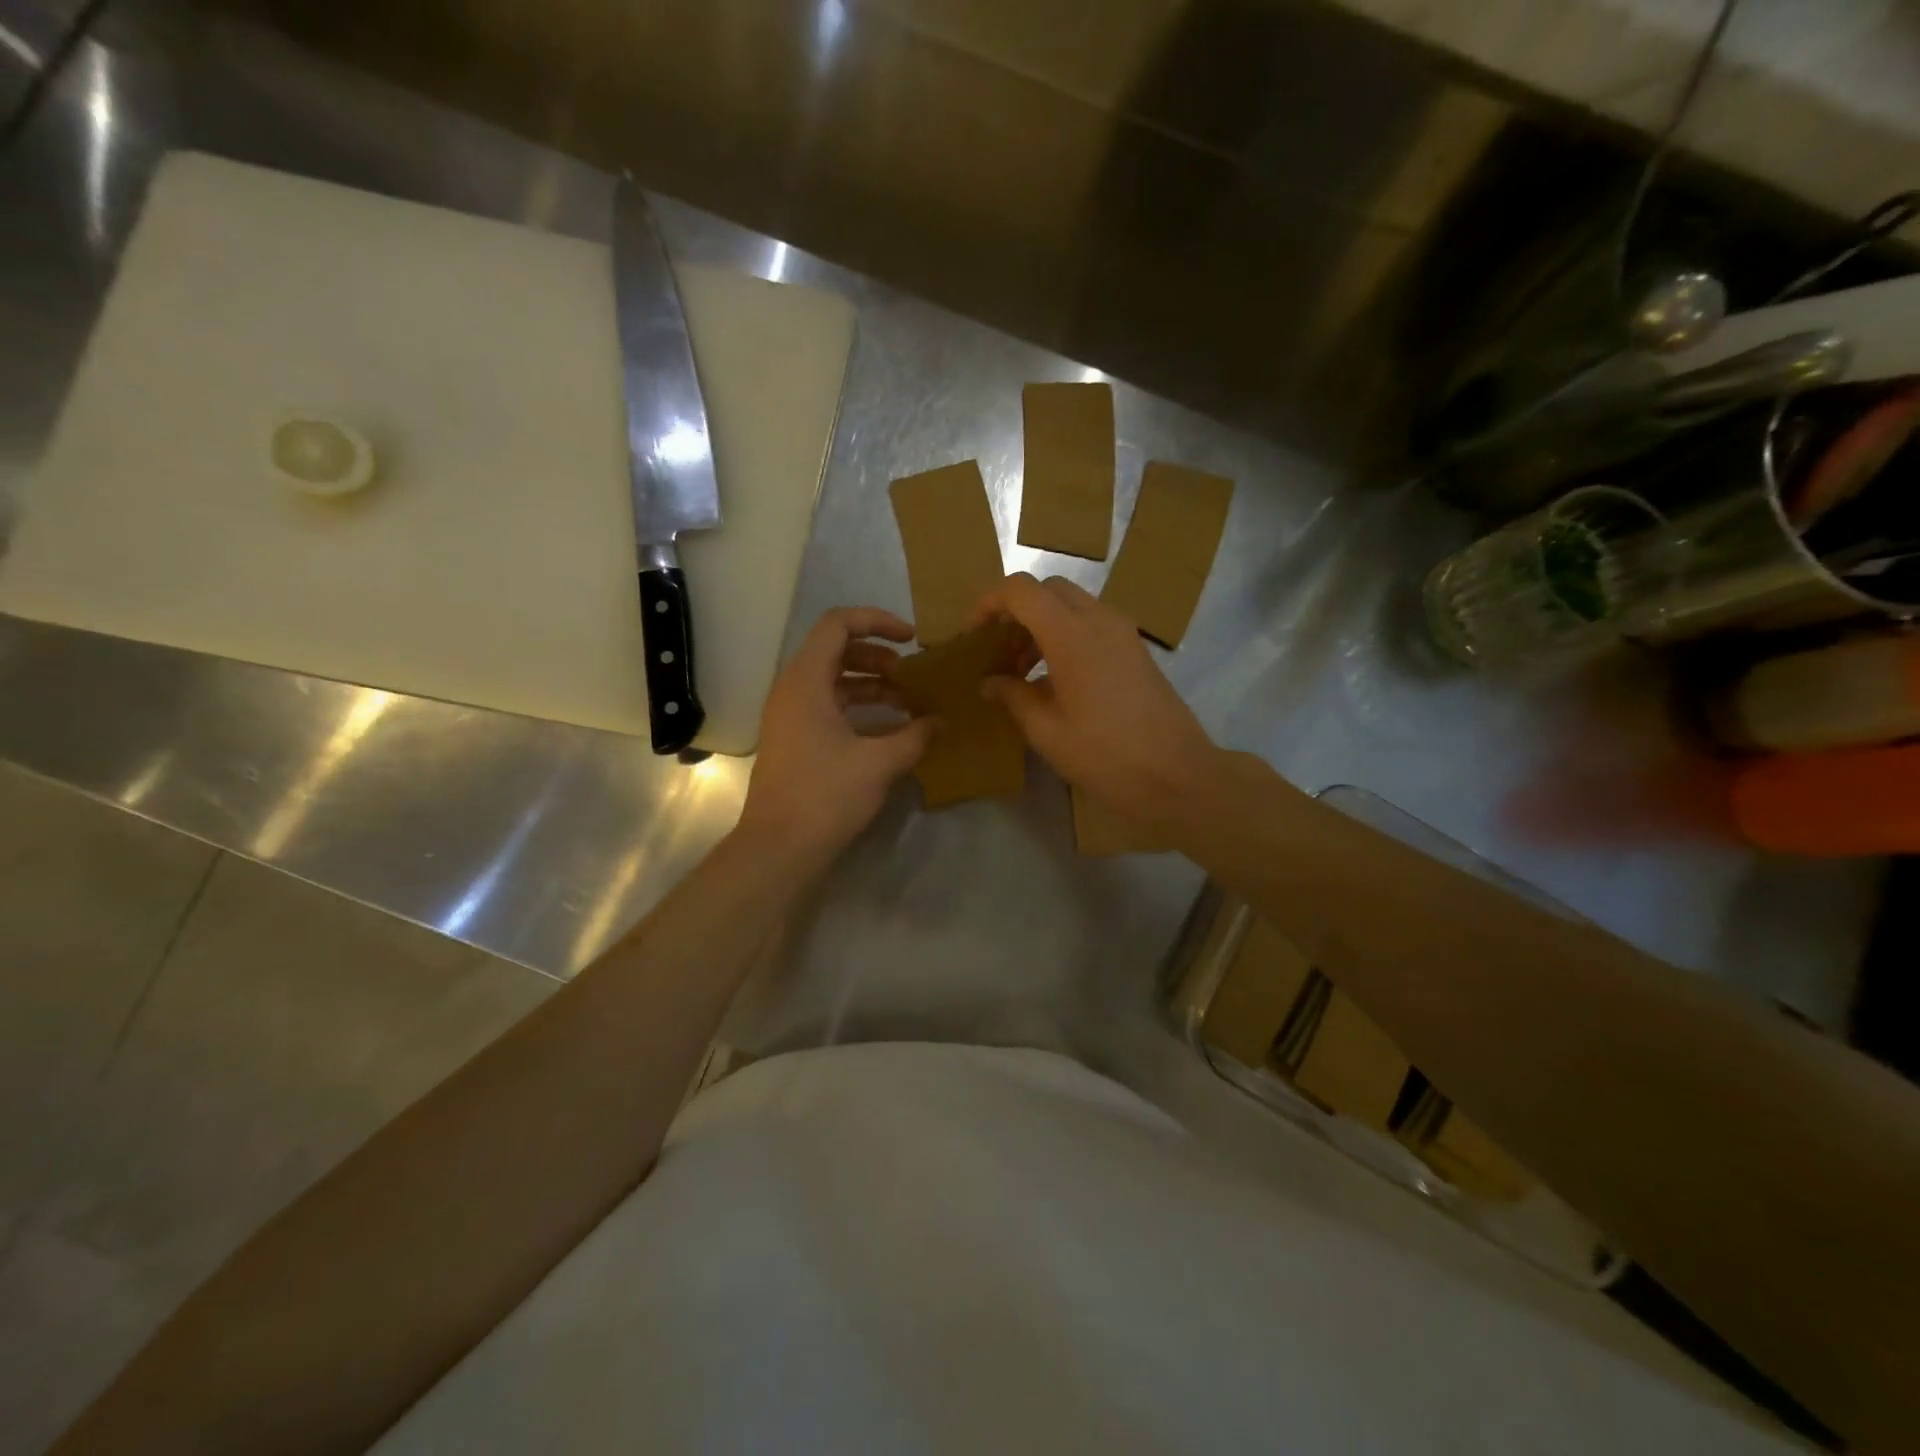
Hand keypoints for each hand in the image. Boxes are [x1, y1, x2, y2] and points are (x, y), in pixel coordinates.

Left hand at [738, 607, 937, 864]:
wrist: (779, 847)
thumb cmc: (826, 796)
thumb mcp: (879, 763)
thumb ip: (915, 736)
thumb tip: (942, 722)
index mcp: (805, 681)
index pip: (838, 624)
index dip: (877, 621)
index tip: (912, 639)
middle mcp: (793, 689)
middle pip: (837, 650)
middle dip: (879, 657)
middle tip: (913, 676)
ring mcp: (791, 715)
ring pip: (834, 681)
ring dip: (872, 685)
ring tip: (909, 703)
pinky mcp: (795, 739)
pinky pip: (830, 707)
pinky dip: (860, 709)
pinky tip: (891, 730)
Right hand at [971, 574, 1220, 832]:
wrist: (1178, 777)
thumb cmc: (1106, 756)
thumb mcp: (1047, 731)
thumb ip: (1013, 697)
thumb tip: (990, 681)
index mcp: (1072, 635)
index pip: (1022, 590)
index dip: (989, 603)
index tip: (973, 634)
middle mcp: (1100, 621)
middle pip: (1049, 589)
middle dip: (1016, 611)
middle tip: (998, 650)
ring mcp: (1124, 633)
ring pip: (1073, 605)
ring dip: (1041, 624)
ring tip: (1021, 670)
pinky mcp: (1136, 651)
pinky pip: (1093, 624)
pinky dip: (1066, 636)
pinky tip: (1055, 680)